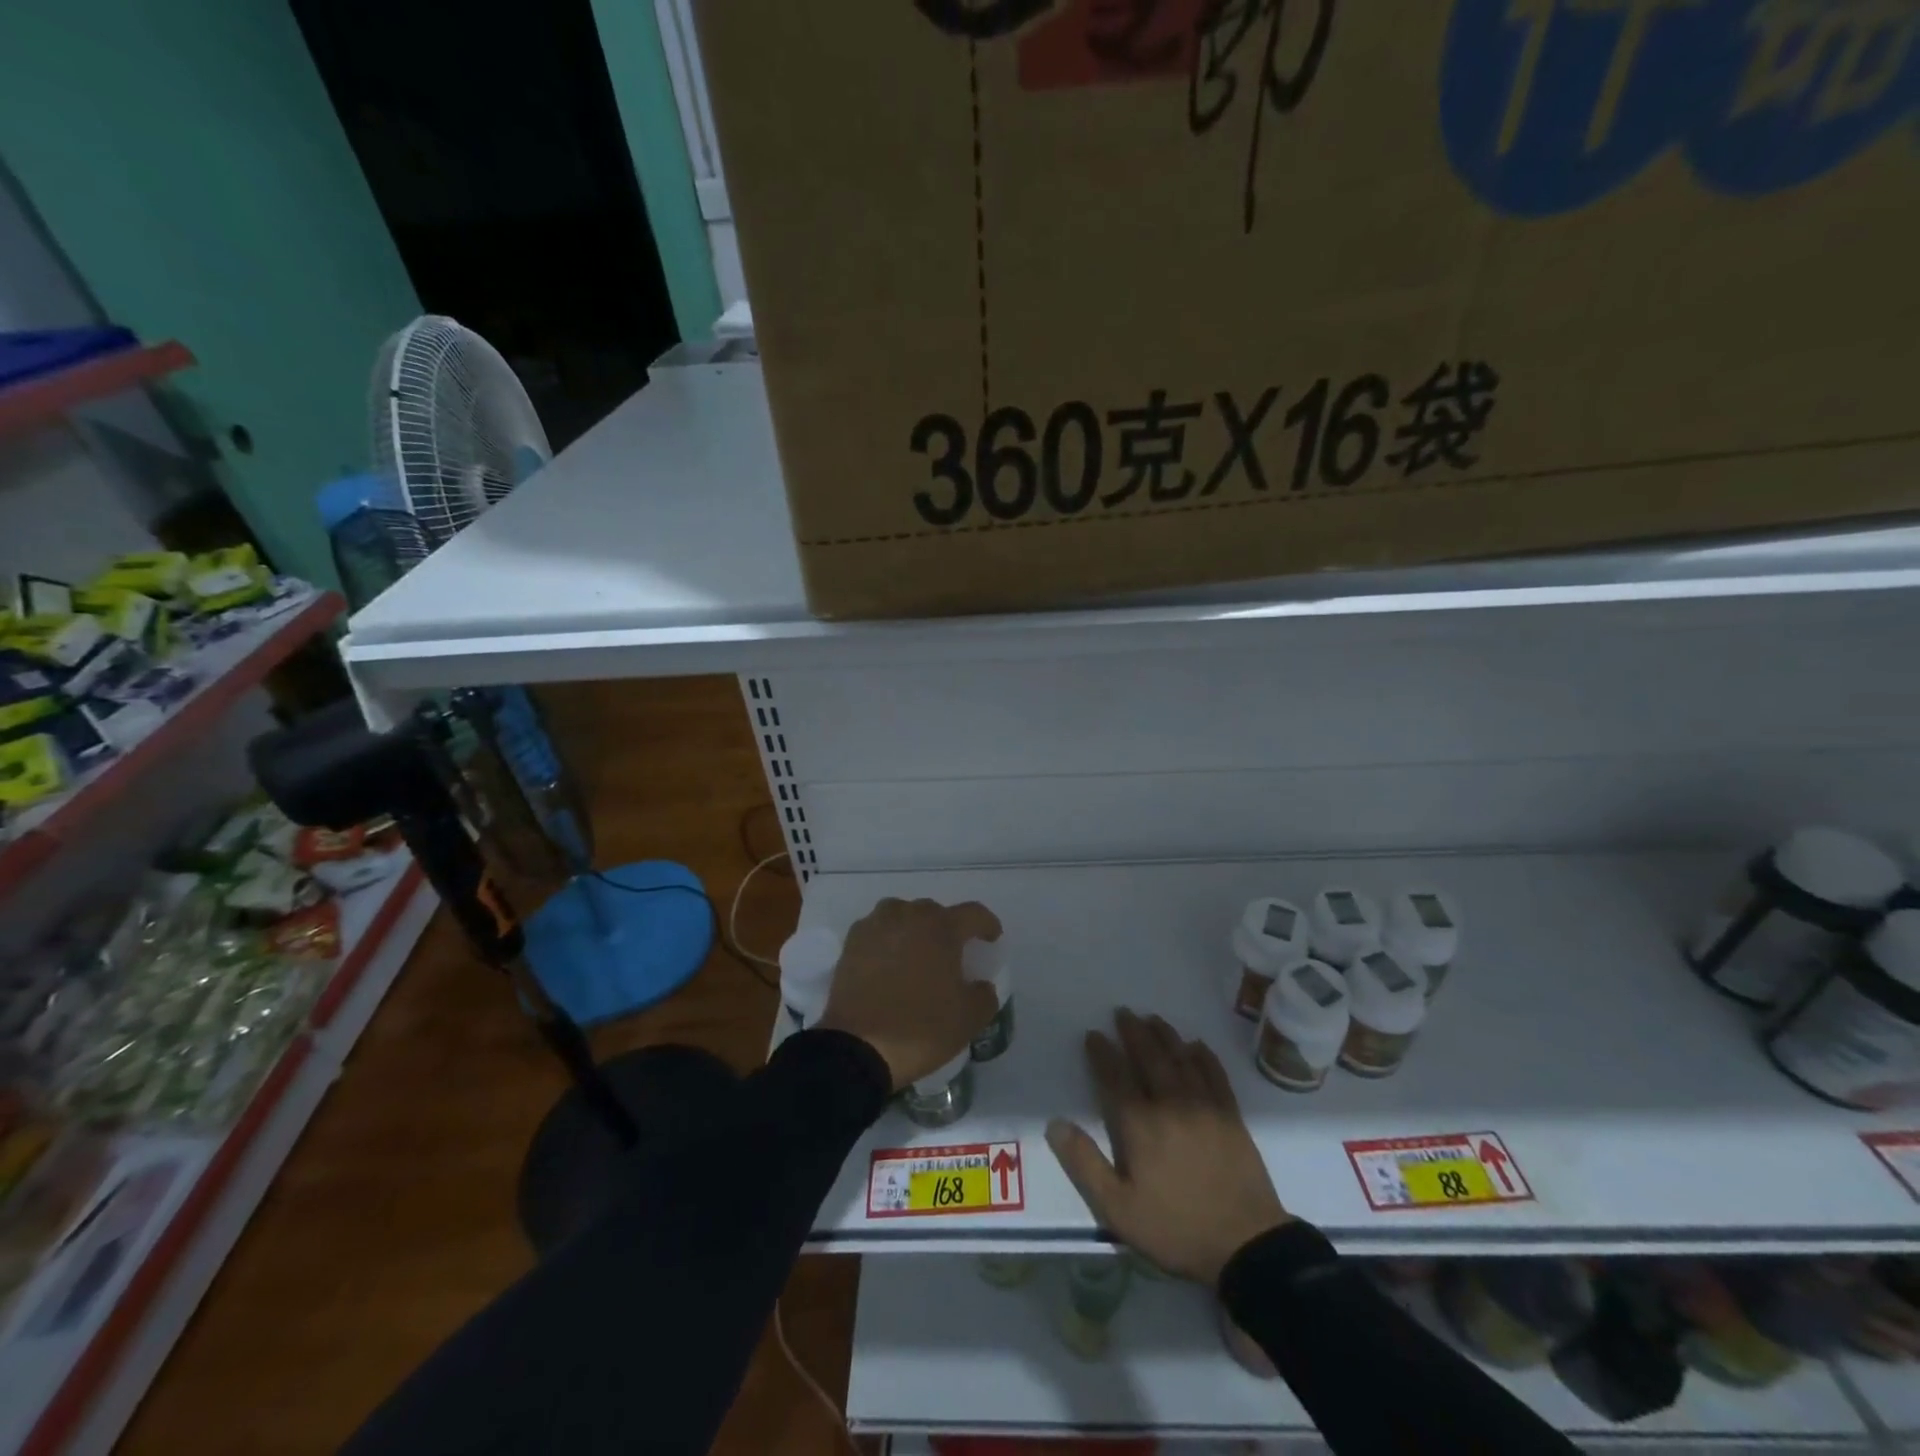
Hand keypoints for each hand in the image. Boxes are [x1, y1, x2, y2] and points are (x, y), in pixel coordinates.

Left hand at [816, 898, 1001, 1089]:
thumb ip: (984, 995)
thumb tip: (980, 985)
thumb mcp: (969, 1019)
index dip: (987, 924)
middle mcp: (908, 916)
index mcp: (941, 928)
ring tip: (917, 951)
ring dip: (913, 927)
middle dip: (947, 927)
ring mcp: (876, 926)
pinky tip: (889, 961)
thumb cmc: (921, 1028)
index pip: (973, 914)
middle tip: (951, 952)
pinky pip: (877, 930)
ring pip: (901, 914)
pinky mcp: (851, 943)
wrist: (857, 1047)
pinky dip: (887, 939)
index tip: (991, 938)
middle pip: (934, 911)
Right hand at [1047, 1009, 1288, 1286]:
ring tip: (1153, 1018)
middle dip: (1133, 1032)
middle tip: (1123, 1012)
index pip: (1115, 1077)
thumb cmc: (1176, 1228)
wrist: (1247, 1245)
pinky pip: (1215, 1074)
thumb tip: (1055, 1123)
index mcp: (1140, 1124)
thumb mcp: (1118, 1209)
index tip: (1093, 1034)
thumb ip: (1085, 1164)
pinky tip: (1196, 1046)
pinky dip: (1203, 1056)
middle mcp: (1170, 1103)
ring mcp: (1204, 1106)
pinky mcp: (1231, 1115)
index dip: (1102, 1053)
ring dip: (1164, 1035)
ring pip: (1181, 1058)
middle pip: (1149, 1057)